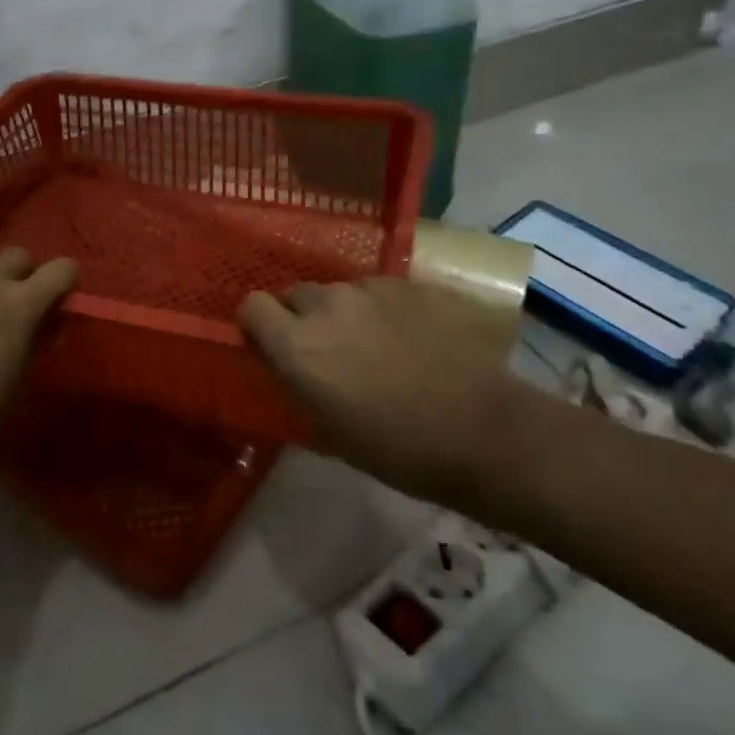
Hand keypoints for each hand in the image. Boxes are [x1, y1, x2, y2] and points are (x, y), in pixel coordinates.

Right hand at [238, 278, 520, 503]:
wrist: (482, 430)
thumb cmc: (398, 449)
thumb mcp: (329, 430)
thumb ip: (298, 382)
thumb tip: (285, 362)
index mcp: (297, 345)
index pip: (251, 306)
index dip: (258, 324)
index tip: (271, 345)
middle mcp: (325, 305)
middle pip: (295, 294)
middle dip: (301, 317)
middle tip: (327, 350)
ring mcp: (369, 289)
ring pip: (338, 292)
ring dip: (343, 314)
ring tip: (374, 345)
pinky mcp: (408, 284)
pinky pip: (378, 291)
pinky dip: (381, 310)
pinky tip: (408, 338)